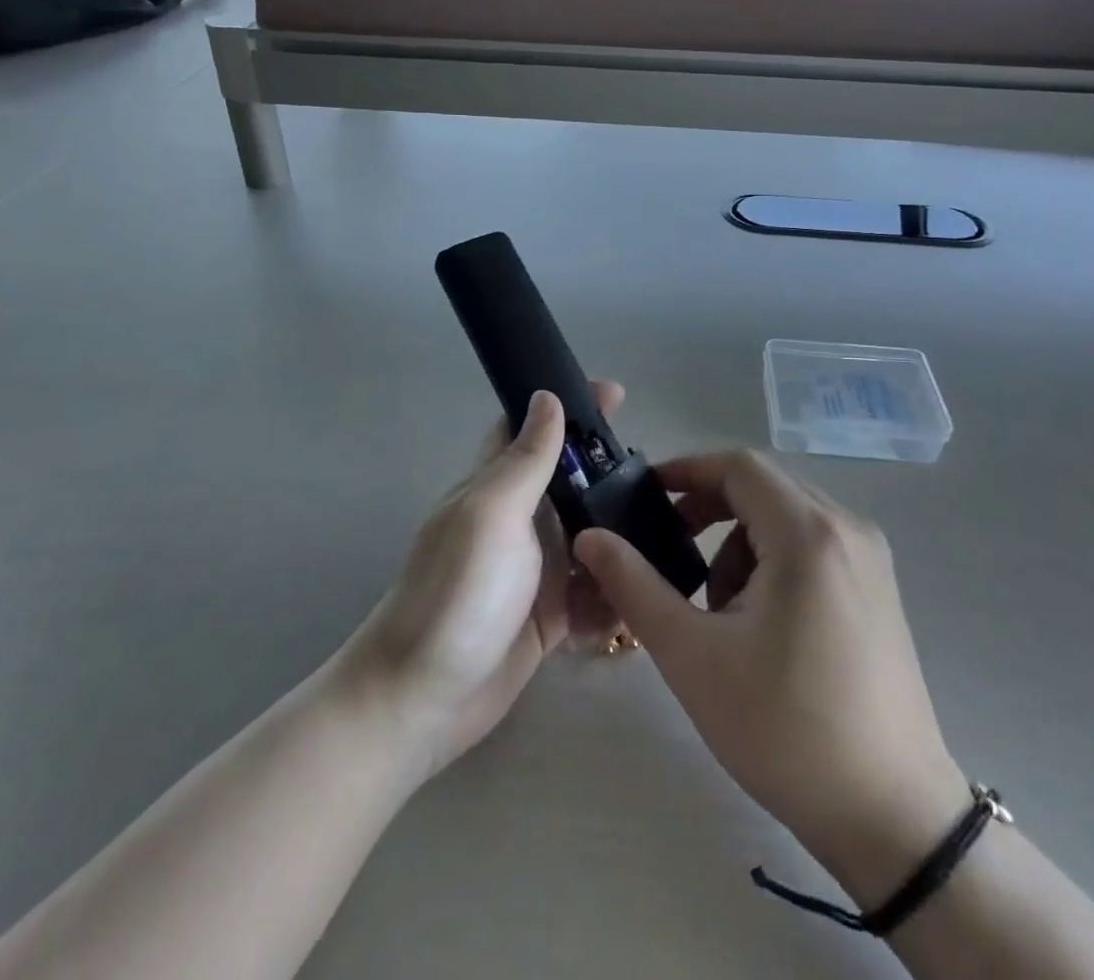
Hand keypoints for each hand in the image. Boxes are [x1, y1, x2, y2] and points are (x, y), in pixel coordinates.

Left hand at [338, 384, 623, 779]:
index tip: (617, 393)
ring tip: (671, 530)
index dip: (569, 406)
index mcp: (497, 485)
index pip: (532, 427)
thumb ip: (525, 459)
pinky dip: (615, 589)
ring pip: (590, 534)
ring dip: (621, 532)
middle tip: (662, 474)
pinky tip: (644, 592)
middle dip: (611, 472)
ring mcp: (535, 568)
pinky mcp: (550, 614)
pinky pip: (594, 590)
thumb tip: (547, 395)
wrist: (423, 699)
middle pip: (571, 481)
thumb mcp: (492, 514)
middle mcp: (519, 519)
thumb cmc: (456, 593)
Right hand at [574, 451, 969, 906]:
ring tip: (717, 609)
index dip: (686, 470)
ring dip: (739, 543)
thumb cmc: (784, 729)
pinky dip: (772, 561)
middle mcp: (848, 529)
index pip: (738, 466)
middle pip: (762, 487)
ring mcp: (870, 559)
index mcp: (808, 533)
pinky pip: (812, 545)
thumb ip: (634, 585)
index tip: (644, 496)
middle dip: (708, 510)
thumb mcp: (693, 655)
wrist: (892, 819)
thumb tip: (590, 537)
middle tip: (669, 551)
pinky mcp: (878, 589)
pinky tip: (759, 624)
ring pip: (785, 518)